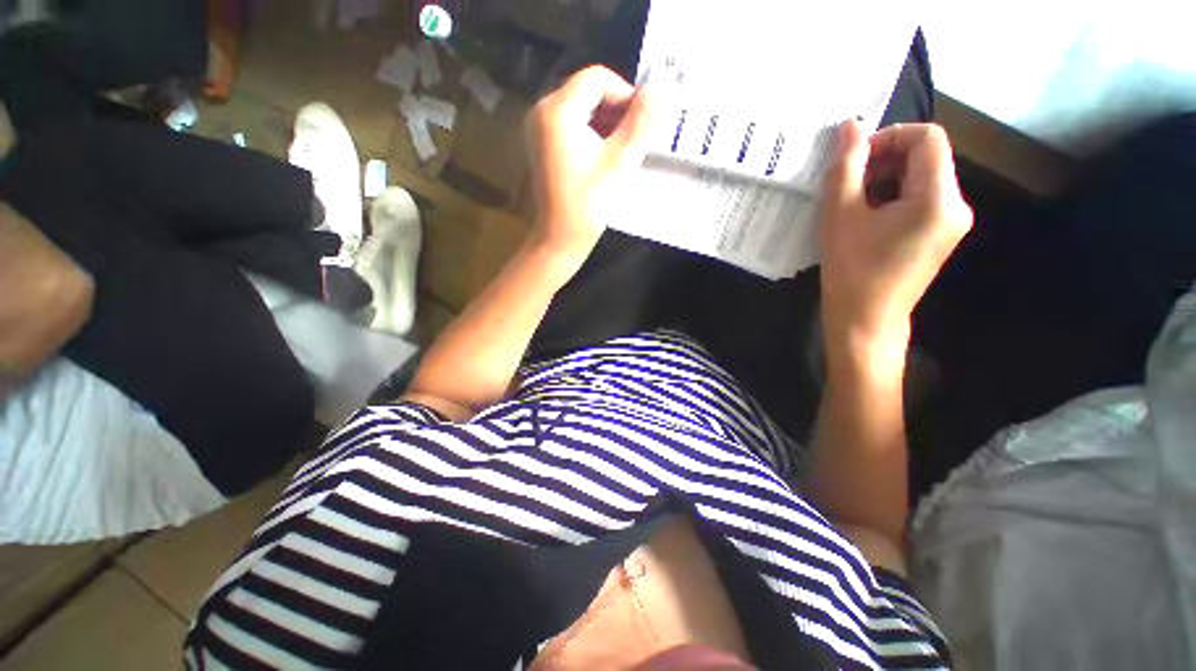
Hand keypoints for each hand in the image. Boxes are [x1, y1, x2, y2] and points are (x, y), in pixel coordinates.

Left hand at [525, 66, 659, 265]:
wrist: (560, 239)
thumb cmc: (589, 204)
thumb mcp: (620, 161)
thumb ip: (641, 123)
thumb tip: (660, 91)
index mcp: (557, 110)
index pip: (597, 78)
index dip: (625, 94)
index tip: (642, 123)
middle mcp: (542, 111)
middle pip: (587, 91)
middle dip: (616, 109)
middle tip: (636, 138)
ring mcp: (539, 129)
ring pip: (581, 109)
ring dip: (607, 123)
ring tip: (623, 149)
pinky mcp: (542, 146)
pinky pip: (571, 126)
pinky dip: (592, 133)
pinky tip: (605, 156)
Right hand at [819, 121, 972, 353]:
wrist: (865, 320)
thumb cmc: (851, 271)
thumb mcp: (840, 216)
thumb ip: (845, 168)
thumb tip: (849, 126)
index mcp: (938, 198)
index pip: (927, 138)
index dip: (888, 137)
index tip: (854, 160)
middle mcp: (956, 205)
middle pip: (926, 157)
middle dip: (884, 160)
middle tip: (848, 183)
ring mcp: (952, 221)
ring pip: (921, 178)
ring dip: (885, 179)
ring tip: (852, 203)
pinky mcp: (940, 234)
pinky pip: (920, 199)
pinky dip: (893, 197)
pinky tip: (866, 218)